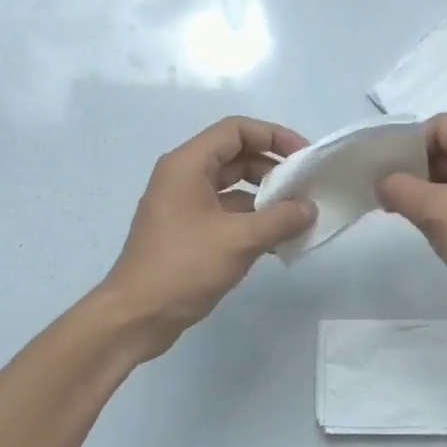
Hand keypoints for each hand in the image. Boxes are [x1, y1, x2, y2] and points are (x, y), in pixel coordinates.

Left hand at [98, 116, 315, 360]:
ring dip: (266, 199)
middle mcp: (183, 178)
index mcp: (188, 165)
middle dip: (273, 169)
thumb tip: (309, 208)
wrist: (136, 316)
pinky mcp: (187, 233)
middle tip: (306, 188)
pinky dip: (252, 222)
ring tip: (299, 217)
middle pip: (236, 157)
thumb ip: (279, 220)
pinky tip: (279, 242)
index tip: (304, 157)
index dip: (274, 136)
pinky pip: (226, 215)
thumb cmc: (183, 267)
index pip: (236, 130)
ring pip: (233, 189)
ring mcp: (183, 206)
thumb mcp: (239, 240)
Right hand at [377, 114, 446, 341]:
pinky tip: (421, 228)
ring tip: (394, 210)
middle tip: (380, 190)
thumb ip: (402, 189)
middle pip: (445, 149)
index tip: (381, 167)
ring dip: (423, 190)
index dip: (408, 141)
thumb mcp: (439, 212)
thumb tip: (381, 182)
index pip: (440, 125)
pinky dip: (439, 210)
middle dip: (411, 166)